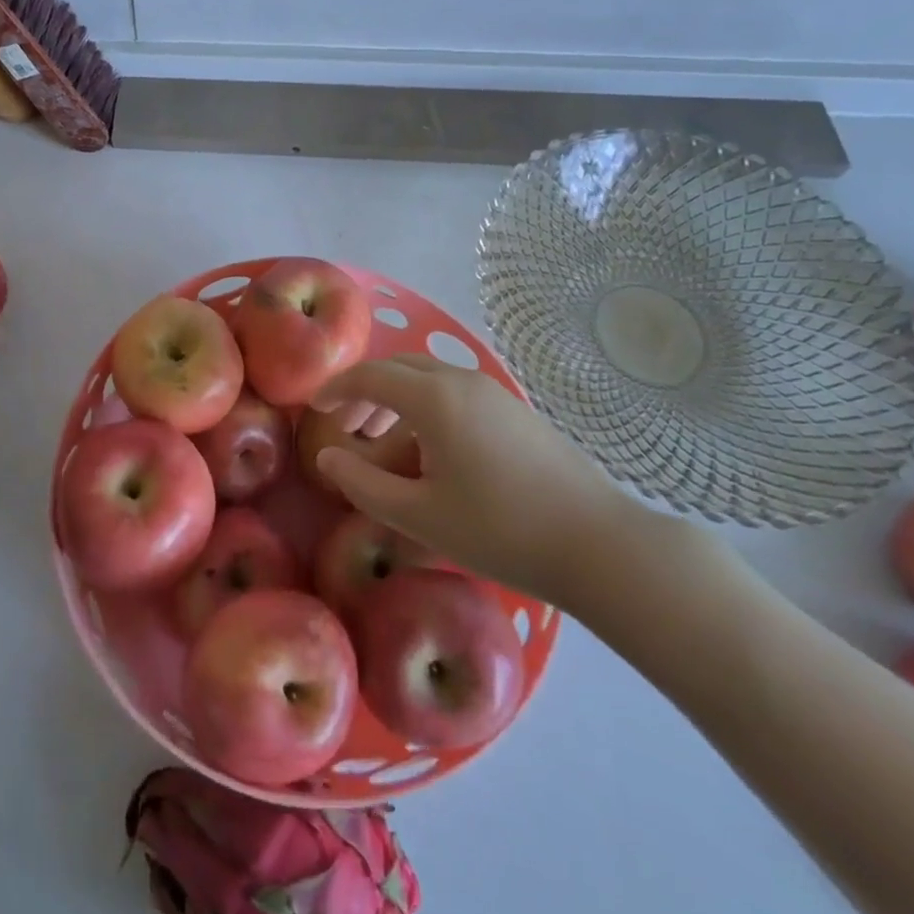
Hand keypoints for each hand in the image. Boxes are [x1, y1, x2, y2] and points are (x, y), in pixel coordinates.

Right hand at [309, 355, 636, 607]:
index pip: (370, 376)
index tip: (313, 408)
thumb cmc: (500, 530)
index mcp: (434, 398)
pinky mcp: (515, 411)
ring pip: (429, 381)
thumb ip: (362, 484)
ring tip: (384, 448)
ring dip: (397, 403)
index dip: (336, 389)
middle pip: (399, 369)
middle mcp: (462, 381)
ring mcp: (494, 393)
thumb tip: (326, 457)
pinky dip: (427, 412)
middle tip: (346, 427)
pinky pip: (455, 396)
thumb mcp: (418, 516)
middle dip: (366, 392)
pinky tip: (432, 457)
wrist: (599, 545)